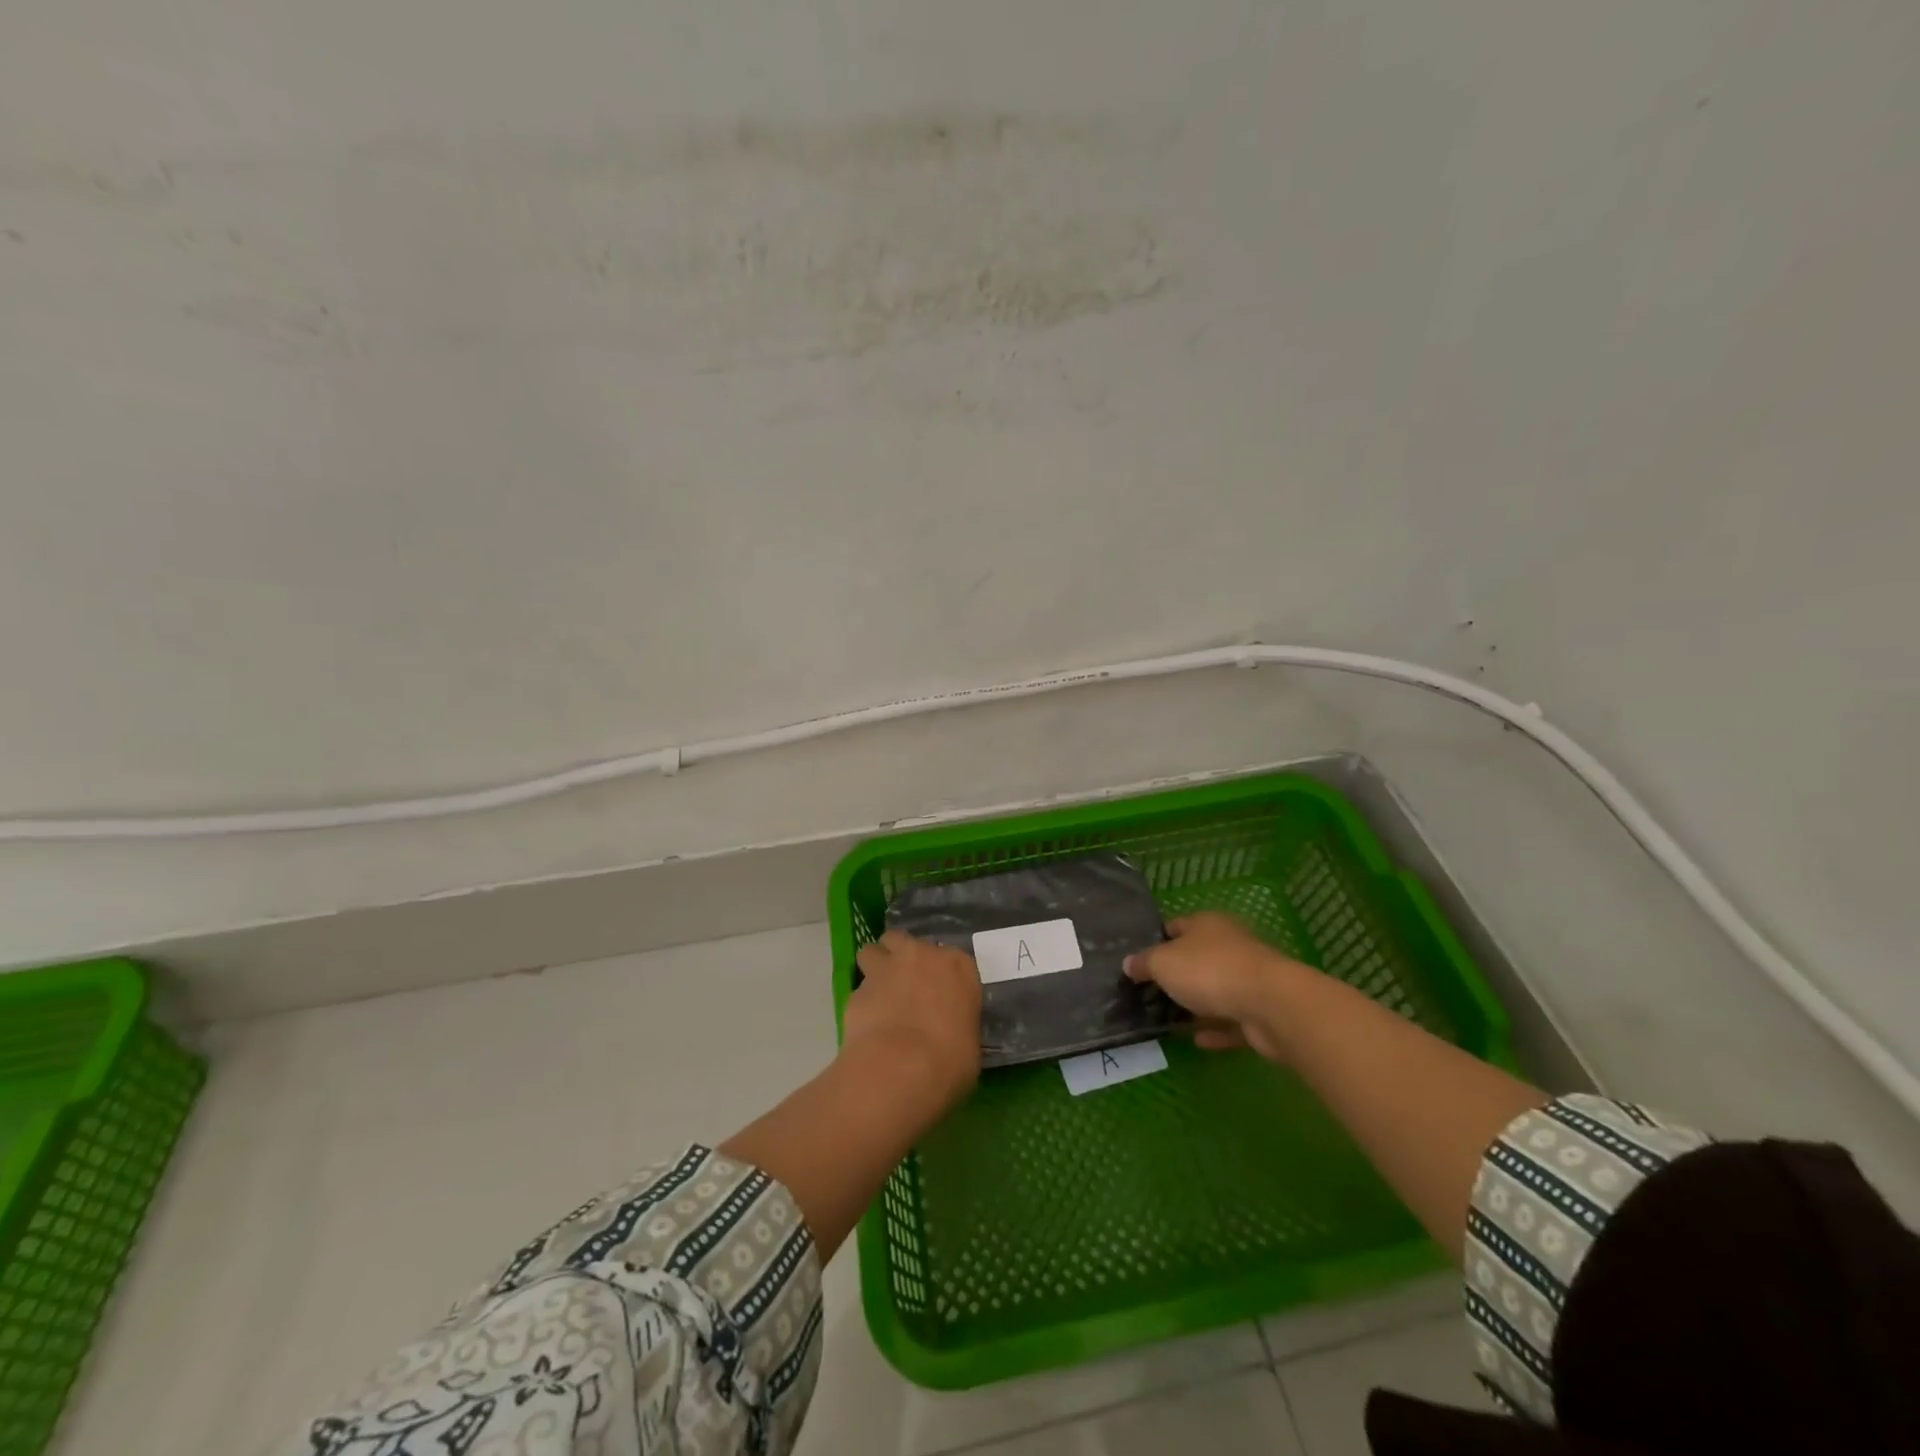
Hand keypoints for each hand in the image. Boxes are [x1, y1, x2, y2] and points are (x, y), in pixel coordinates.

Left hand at [845, 931, 982, 1112]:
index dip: (941, 973)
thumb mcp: (968, 1043)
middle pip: (905, 942)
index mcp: (957, 966)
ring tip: (878, 995)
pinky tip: (866, 1024)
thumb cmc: (949, 1058)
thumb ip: (958, 1023)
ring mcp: (886, 968)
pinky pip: (858, 989)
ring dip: (874, 967)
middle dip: (901, 957)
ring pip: (873, 952)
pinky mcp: (857, 989)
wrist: (901, 1068)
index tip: (939, 992)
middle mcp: (921, 956)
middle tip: (904, 985)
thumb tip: (948, 1031)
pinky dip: (862, 1002)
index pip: (951, 957)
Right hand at [1123, 912, 1317, 1061]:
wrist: (1271, 1006)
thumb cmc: (1209, 971)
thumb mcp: (1163, 963)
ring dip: (1197, 1004)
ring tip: (1170, 1019)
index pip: (1176, 926)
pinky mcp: (1261, 1011)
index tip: (1138, 960)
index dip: (1156, 940)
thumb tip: (1128, 964)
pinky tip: (1197, 1040)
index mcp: (1207, 924)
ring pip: (1216, 990)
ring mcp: (1248, 978)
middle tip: (1150, 992)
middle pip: (1197, 957)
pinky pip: (1232, 1020)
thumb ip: (1144, 963)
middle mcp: (1229, 945)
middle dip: (1177, 974)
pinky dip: (1216, 1028)